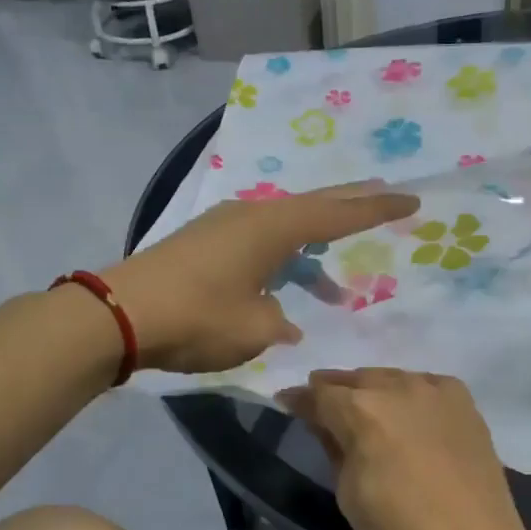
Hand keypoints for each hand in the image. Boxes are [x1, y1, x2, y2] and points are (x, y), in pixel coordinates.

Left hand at [104, 181, 416, 373]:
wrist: (119, 315)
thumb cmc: (198, 318)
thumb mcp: (254, 329)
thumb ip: (279, 320)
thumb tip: (282, 319)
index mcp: (273, 227)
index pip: (339, 214)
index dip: (377, 209)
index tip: (412, 200)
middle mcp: (252, 215)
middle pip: (314, 207)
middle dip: (351, 208)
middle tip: (386, 200)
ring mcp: (224, 226)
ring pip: (285, 230)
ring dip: (312, 254)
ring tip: (334, 288)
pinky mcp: (204, 243)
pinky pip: (259, 244)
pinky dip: (281, 262)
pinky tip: (282, 292)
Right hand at [277, 369, 530, 529]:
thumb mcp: (349, 494)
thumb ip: (333, 446)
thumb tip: (321, 421)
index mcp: (363, 410)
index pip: (319, 394)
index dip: (299, 399)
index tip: (287, 402)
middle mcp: (399, 387)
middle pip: (357, 379)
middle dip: (335, 390)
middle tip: (322, 407)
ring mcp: (437, 391)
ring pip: (393, 378)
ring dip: (373, 390)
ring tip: (364, 410)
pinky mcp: (466, 403)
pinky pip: (427, 386)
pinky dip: (410, 395)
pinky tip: (407, 414)